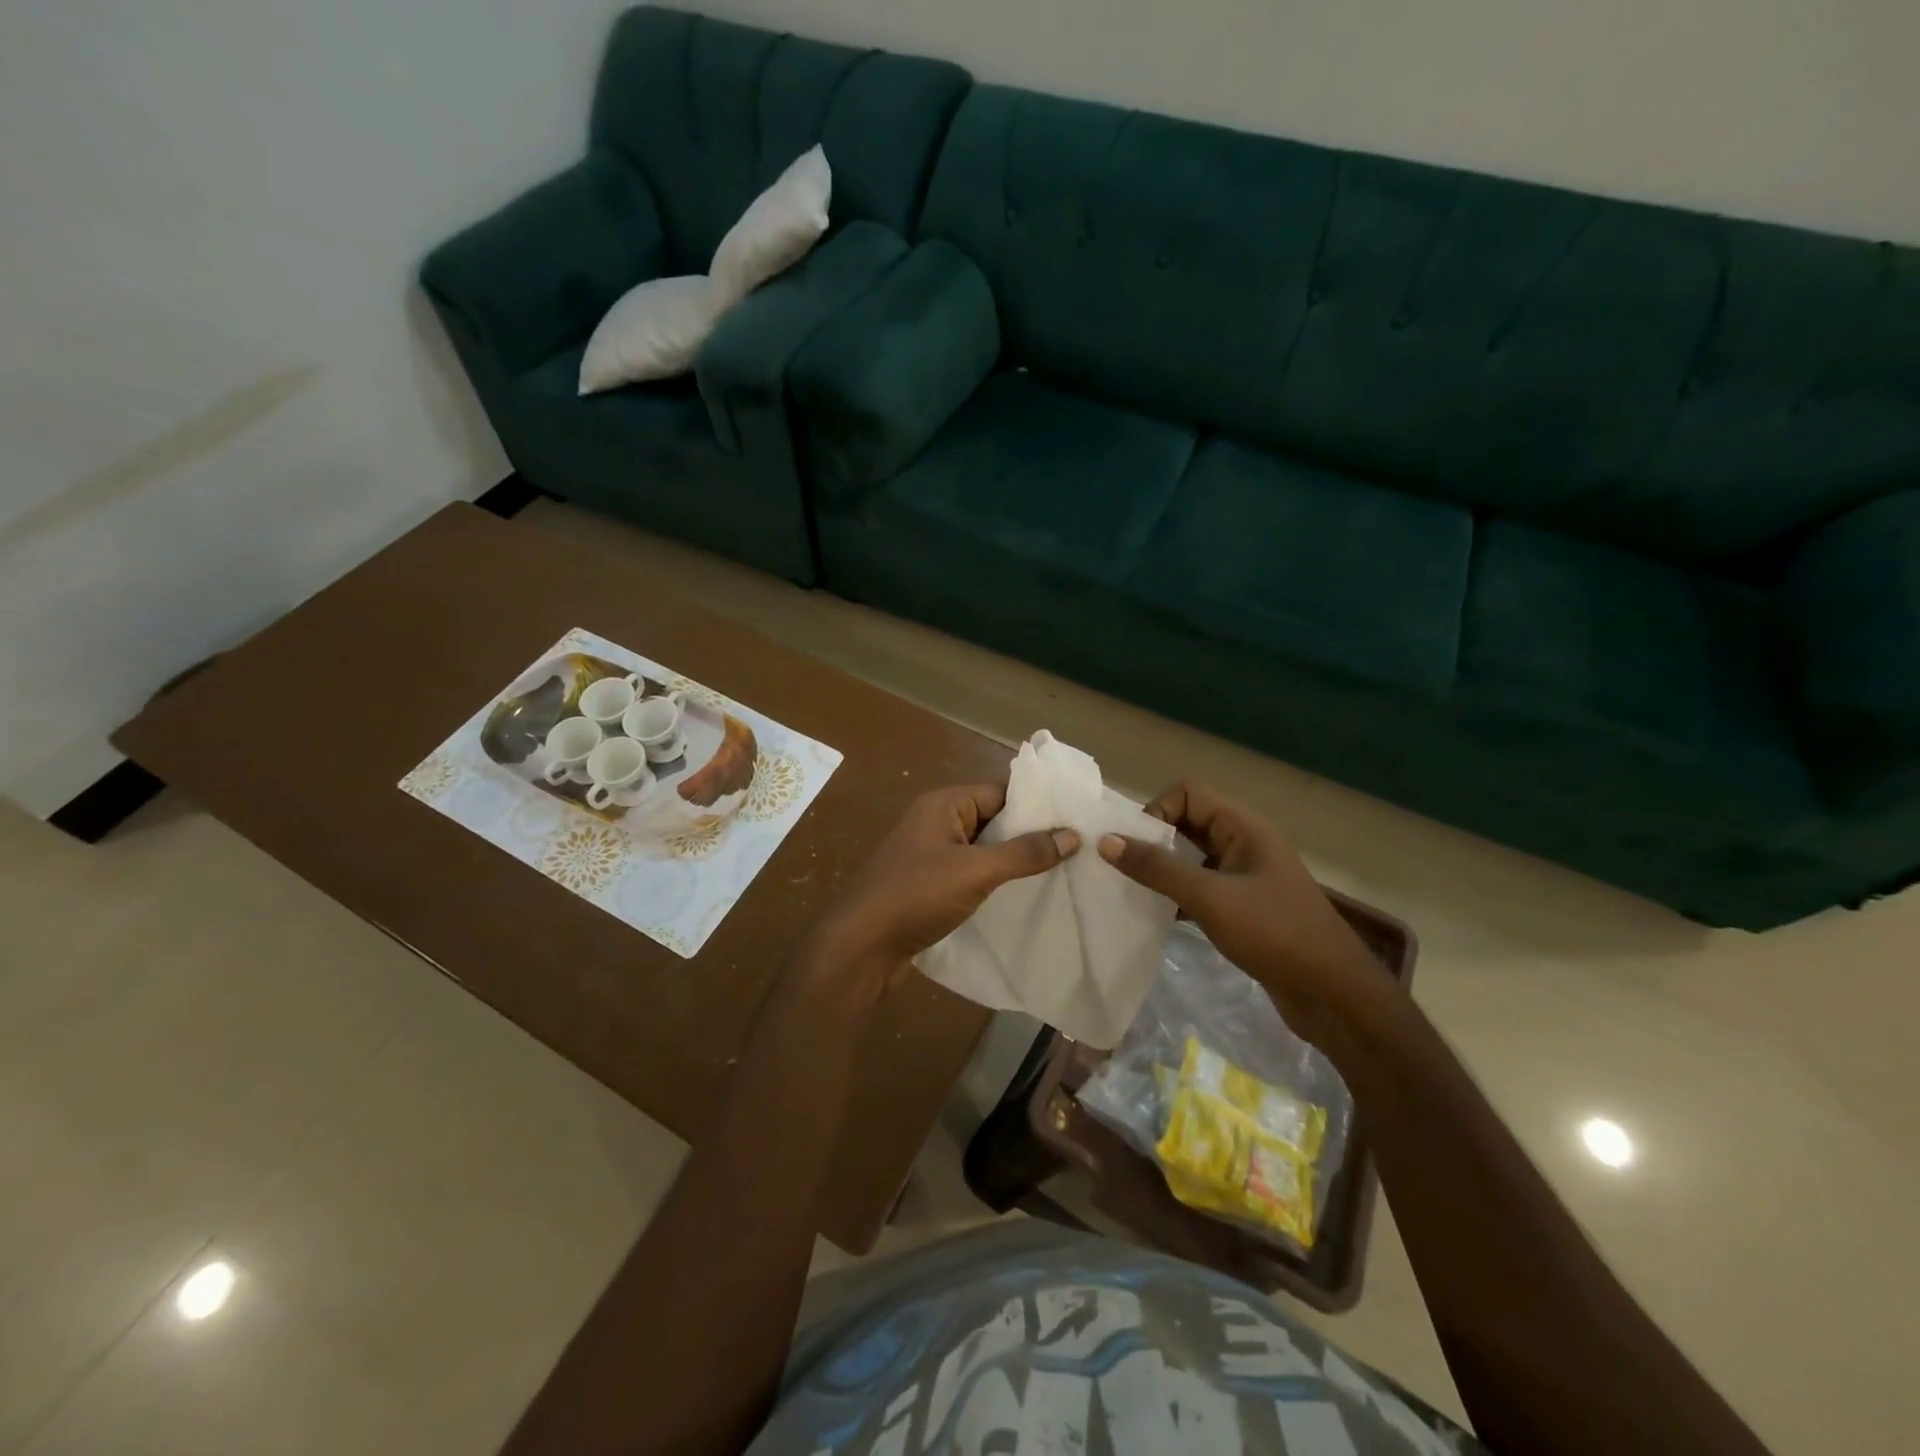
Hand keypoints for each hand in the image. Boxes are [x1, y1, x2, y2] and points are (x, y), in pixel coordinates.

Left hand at [801, 783, 1077, 1001]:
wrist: (860, 947)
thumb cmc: (916, 896)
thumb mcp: (975, 871)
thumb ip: (1024, 853)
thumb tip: (1071, 835)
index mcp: (943, 804)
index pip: (1000, 792)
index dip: (1037, 806)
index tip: (1077, 821)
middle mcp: (935, 822)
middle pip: (993, 820)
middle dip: (1029, 836)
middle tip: (1077, 851)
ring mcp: (929, 856)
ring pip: (982, 850)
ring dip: (1012, 862)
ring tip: (1060, 874)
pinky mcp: (928, 886)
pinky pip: (969, 874)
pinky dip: (993, 882)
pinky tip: (1021, 898)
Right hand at [1098, 783, 1383, 1031]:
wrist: (1334, 995)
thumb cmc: (1275, 934)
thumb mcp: (1210, 898)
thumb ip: (1157, 868)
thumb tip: (1107, 841)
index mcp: (1244, 827)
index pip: (1188, 793)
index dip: (1157, 811)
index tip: (1136, 847)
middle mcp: (1245, 843)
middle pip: (1188, 822)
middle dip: (1154, 839)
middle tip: (1124, 867)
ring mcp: (1246, 876)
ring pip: (1193, 857)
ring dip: (1163, 869)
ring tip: (1133, 890)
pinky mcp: (1245, 907)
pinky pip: (1201, 886)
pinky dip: (1178, 894)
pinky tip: (1158, 916)